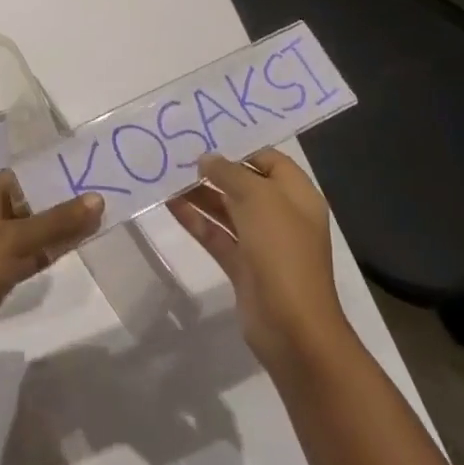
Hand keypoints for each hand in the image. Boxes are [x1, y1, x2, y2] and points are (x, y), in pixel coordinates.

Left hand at [0, 170, 103, 379]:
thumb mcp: (17, 241)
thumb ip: (58, 221)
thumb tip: (98, 198)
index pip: (21, 176)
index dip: (49, 173)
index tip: (84, 172)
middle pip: (29, 202)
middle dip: (60, 201)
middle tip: (101, 196)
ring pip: (32, 231)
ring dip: (58, 227)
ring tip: (96, 220)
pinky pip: (29, 255)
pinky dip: (48, 251)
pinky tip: (74, 249)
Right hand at [168, 149, 348, 371]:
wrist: (292, 327)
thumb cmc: (281, 250)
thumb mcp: (258, 198)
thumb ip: (229, 173)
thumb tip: (207, 159)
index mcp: (297, 196)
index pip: (269, 160)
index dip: (240, 147)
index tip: (206, 137)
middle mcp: (282, 216)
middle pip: (245, 184)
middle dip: (214, 170)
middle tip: (178, 154)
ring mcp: (262, 243)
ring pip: (227, 210)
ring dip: (200, 194)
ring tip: (166, 175)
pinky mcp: (243, 266)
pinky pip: (216, 235)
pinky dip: (195, 220)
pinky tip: (170, 204)